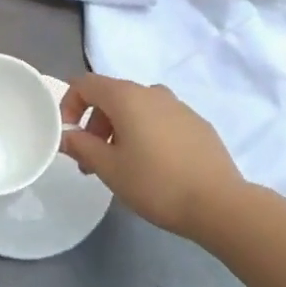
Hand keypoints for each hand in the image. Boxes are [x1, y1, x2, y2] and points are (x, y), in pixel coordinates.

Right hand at [60, 73, 245, 238]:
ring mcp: (178, 105)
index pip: (86, 84)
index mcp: (126, 96)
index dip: (69, 104)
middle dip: (94, 123)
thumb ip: (82, 146)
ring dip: (119, 130)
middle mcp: (152, 92)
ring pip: (137, 108)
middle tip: (91, 161)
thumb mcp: (109, 168)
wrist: (218, 202)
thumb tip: (66, 135)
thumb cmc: (156, 183)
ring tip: (121, 166)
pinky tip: (153, 166)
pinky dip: (146, 133)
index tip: (68, 135)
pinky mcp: (196, 123)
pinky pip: (160, 119)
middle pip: (111, 96)